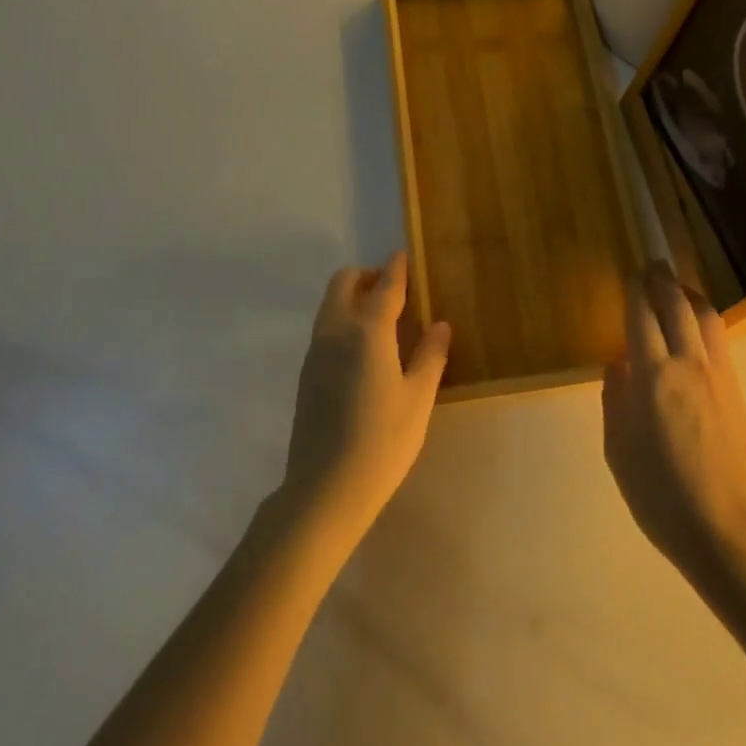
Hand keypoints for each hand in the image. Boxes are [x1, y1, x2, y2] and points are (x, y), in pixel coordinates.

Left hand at [281, 253, 450, 542]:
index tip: (403, 256)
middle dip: (367, 276)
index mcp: (367, 332)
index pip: (384, 287)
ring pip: (329, 304)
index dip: (396, 269)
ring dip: (352, 297)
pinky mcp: (306, 373)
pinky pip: (324, 328)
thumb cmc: (382, 441)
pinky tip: (363, 350)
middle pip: (343, 283)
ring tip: (381, 319)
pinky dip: (342, 320)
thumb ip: (430, 356)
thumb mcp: (418, 399)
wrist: (325, 489)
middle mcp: (335, 332)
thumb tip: (439, 325)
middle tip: (394, 290)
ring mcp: (315, 352)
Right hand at [603, 261, 745, 581]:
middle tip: (654, 265)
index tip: (632, 274)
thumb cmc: (663, 497)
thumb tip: (618, 366)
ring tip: (678, 289)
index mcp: (653, 378)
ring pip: (707, 318)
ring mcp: (720, 377)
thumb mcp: (619, 452)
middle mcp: (689, 366)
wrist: (732, 532)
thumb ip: (615, 402)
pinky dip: (705, 322)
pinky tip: (697, 330)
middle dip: (664, 281)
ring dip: (690, 296)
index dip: (636, 291)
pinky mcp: (739, 393)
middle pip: (679, 306)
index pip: (643, 317)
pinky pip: (720, 342)